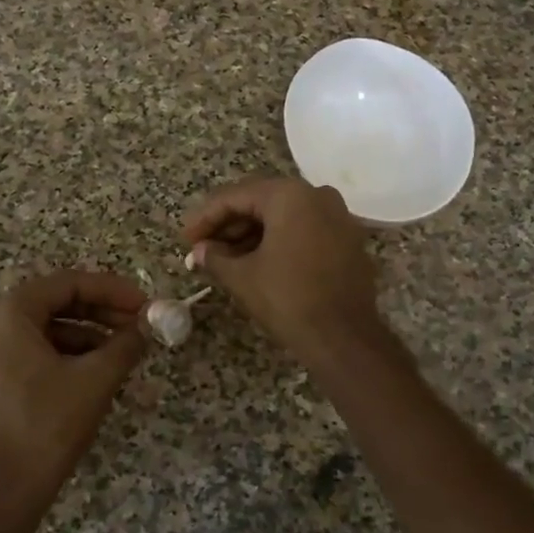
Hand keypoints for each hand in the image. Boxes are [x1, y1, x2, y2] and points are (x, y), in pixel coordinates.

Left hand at [0, 270, 148, 485]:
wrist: (1, 491)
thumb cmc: (47, 425)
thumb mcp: (95, 379)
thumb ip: (126, 343)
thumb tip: (149, 325)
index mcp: (10, 312)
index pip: (69, 283)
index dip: (113, 290)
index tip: (146, 304)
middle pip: (57, 302)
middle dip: (102, 311)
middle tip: (140, 324)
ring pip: (48, 328)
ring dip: (89, 334)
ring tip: (126, 350)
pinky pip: (35, 351)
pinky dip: (69, 354)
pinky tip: (99, 370)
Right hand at [183, 177, 383, 363]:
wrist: (344, 337)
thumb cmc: (287, 299)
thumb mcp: (242, 277)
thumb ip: (215, 257)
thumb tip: (200, 251)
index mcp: (289, 195)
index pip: (236, 196)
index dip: (206, 217)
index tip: (185, 238)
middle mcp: (316, 195)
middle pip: (261, 202)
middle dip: (229, 224)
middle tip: (202, 247)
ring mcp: (338, 216)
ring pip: (284, 216)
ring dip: (252, 234)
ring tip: (224, 258)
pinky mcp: (348, 239)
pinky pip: (304, 229)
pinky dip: (279, 240)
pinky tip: (256, 262)